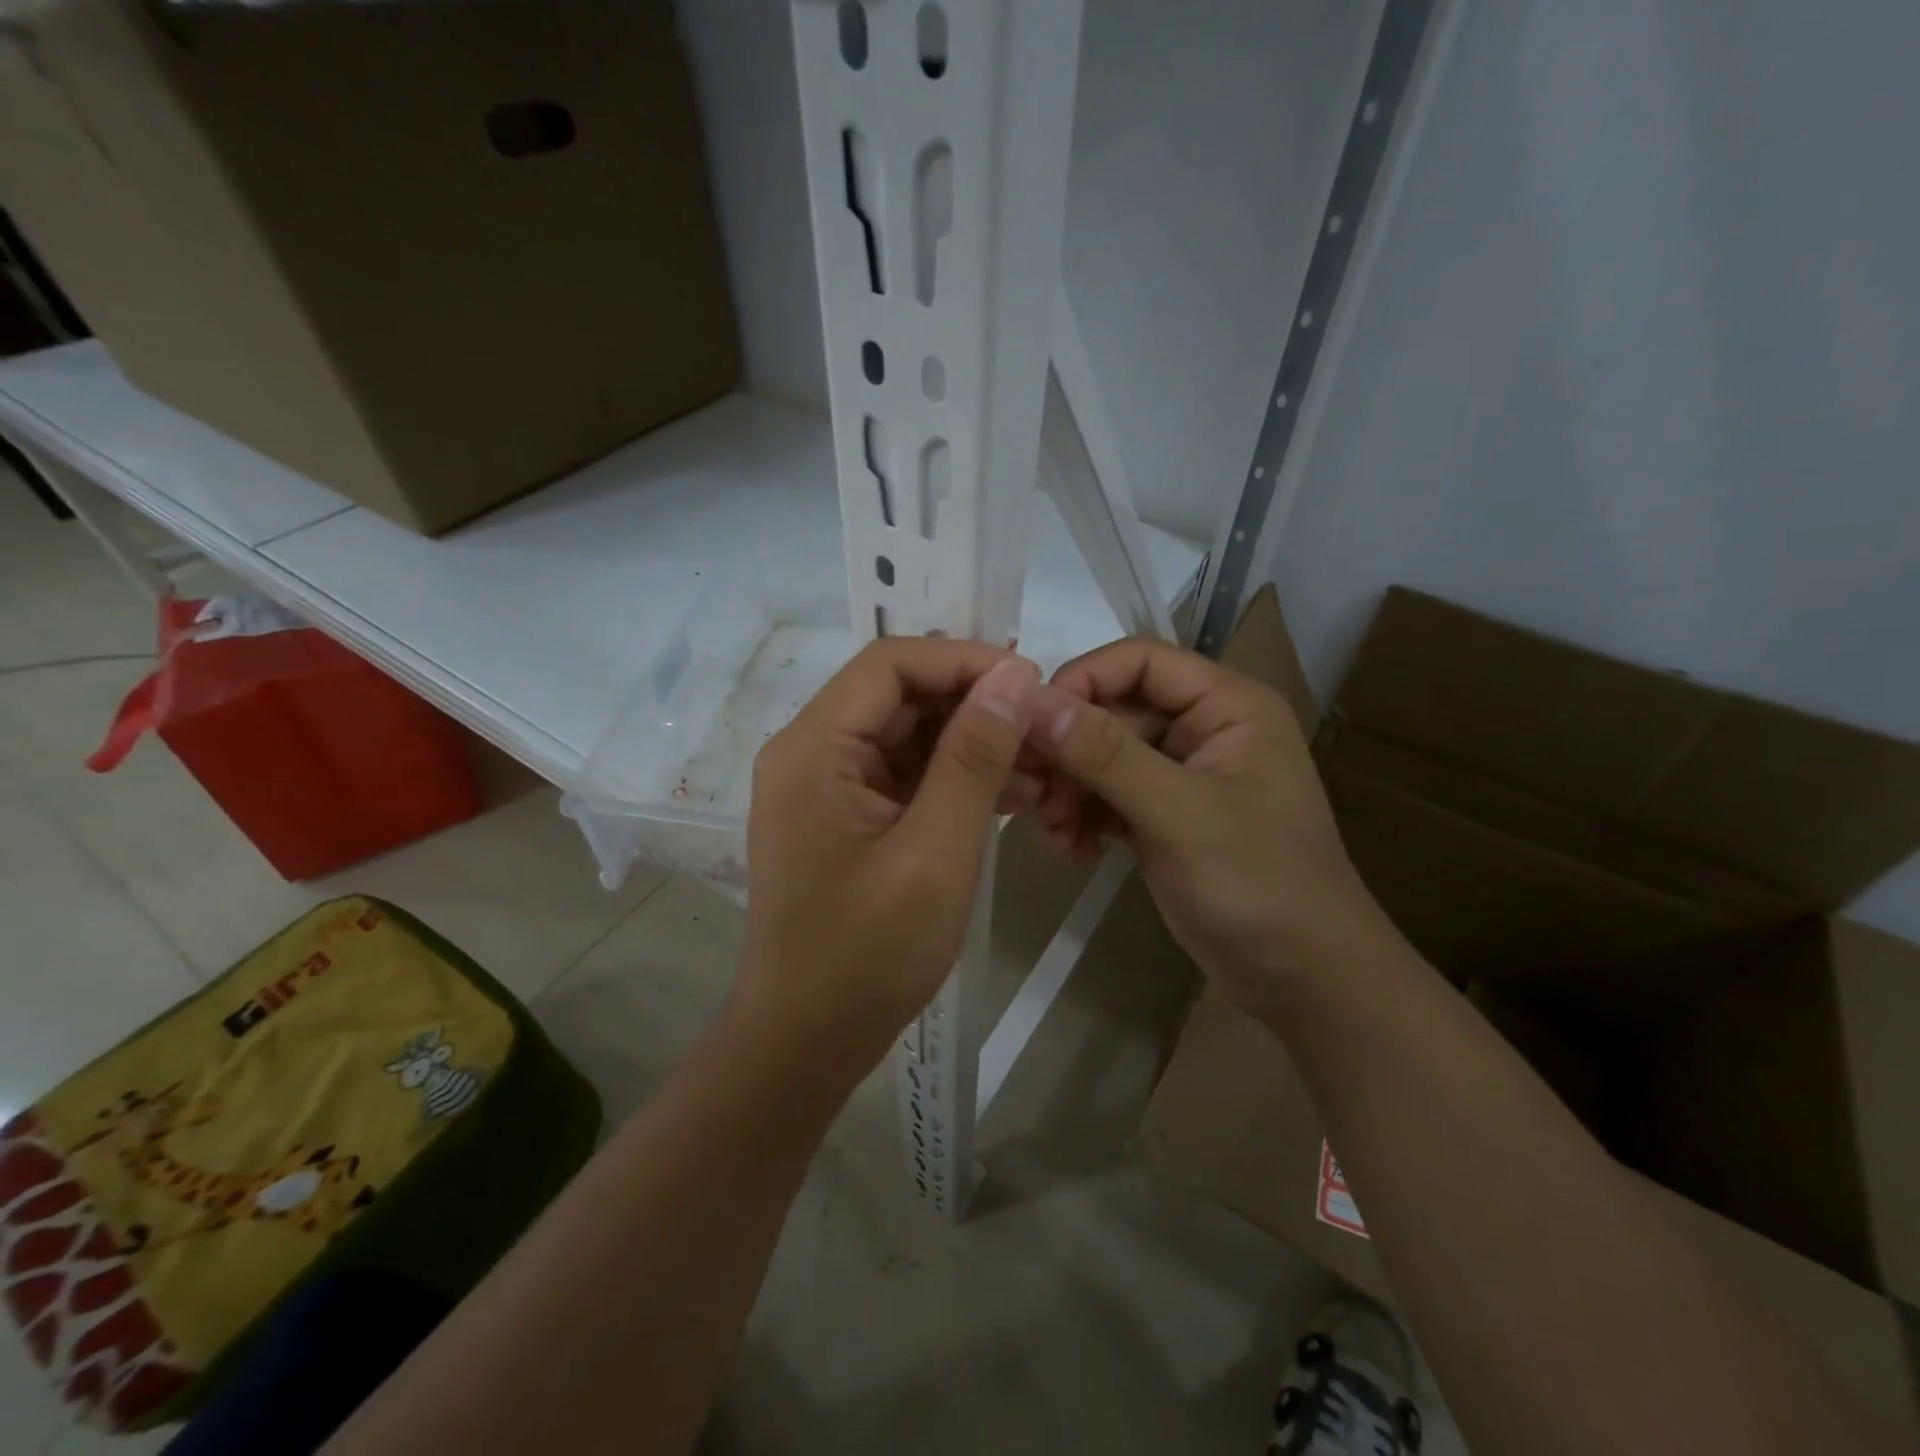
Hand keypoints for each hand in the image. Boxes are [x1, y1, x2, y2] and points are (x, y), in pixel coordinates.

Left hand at [736, 639, 1043, 1076]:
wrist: (807, 1043)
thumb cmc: (867, 954)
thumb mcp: (935, 851)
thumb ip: (973, 758)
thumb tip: (1011, 676)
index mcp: (813, 747)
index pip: (890, 665)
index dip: (962, 660)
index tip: (1029, 679)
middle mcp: (812, 754)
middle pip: (899, 697)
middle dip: (974, 705)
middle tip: (1044, 726)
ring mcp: (828, 789)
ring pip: (908, 737)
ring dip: (972, 744)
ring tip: (1040, 765)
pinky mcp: (848, 820)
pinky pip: (906, 778)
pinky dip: (955, 780)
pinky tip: (1011, 795)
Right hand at [1029, 639, 1378, 1019]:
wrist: (1303, 980)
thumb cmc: (1258, 885)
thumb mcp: (1179, 814)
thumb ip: (1106, 754)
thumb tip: (1031, 701)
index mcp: (1227, 705)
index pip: (1139, 660)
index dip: (1081, 682)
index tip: (1032, 726)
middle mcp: (1203, 729)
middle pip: (1113, 711)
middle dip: (1068, 753)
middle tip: (1030, 794)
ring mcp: (1182, 775)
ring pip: (1102, 757)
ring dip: (1069, 790)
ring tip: (1055, 834)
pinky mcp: (1164, 816)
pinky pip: (1108, 796)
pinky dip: (1084, 818)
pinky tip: (1075, 853)